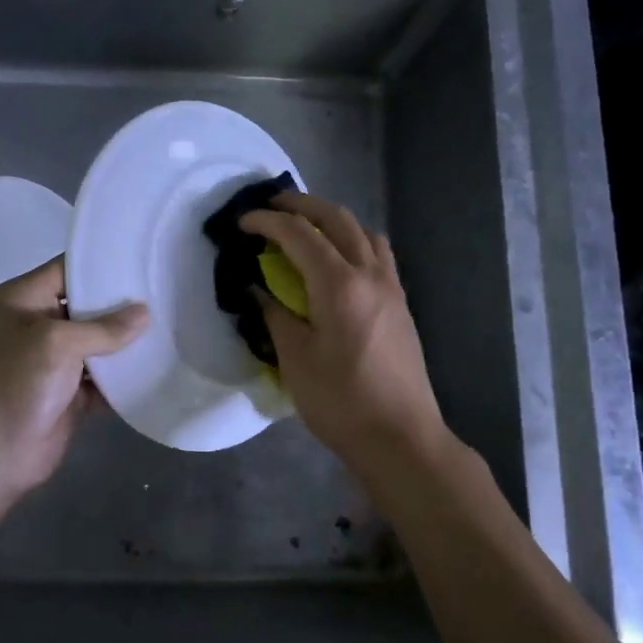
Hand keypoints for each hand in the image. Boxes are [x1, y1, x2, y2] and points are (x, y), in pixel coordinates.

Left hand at [0, 257, 147, 503]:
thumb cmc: (15, 385)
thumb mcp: (56, 343)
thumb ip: (103, 328)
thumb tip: (145, 313)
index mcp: (21, 300)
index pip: (66, 269)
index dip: (102, 265)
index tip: (143, 260)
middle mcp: (35, 325)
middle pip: (86, 306)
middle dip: (121, 305)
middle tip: (166, 293)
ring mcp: (52, 362)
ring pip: (96, 344)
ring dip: (126, 342)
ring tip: (171, 326)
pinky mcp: (68, 394)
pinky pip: (101, 379)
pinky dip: (123, 377)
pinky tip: (158, 367)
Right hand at [240, 192, 451, 472]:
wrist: (400, 436)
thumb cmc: (340, 401)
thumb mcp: (296, 360)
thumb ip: (276, 315)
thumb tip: (259, 290)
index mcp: (339, 285)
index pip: (299, 234)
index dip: (267, 222)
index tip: (242, 222)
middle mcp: (370, 274)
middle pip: (336, 219)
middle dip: (301, 205)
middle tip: (270, 207)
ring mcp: (391, 286)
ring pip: (362, 231)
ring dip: (331, 219)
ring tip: (304, 227)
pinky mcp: (400, 303)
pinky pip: (377, 253)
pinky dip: (353, 240)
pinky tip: (338, 260)